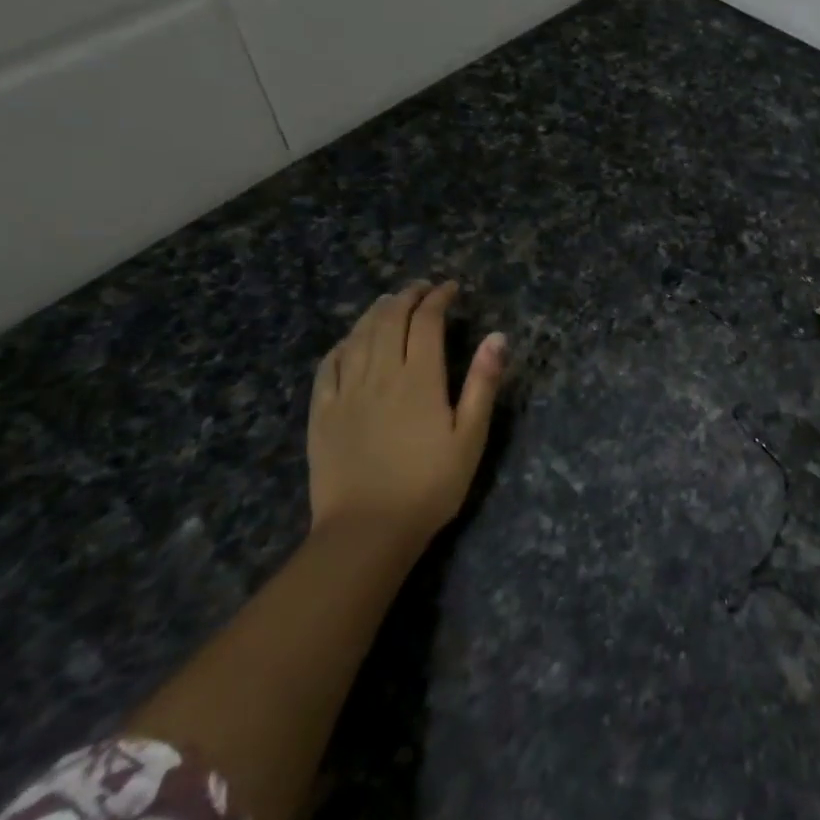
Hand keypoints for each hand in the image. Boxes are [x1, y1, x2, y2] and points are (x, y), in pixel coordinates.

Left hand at [308, 281, 506, 542]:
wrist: (367, 531)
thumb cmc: (430, 485)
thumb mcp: (471, 436)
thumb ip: (483, 383)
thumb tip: (497, 336)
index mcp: (420, 378)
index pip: (427, 322)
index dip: (438, 298)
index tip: (451, 288)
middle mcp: (381, 375)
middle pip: (389, 320)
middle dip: (407, 297)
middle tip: (421, 288)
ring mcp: (346, 393)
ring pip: (358, 337)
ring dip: (375, 313)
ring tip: (389, 302)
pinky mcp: (322, 414)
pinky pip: (328, 368)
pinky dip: (341, 345)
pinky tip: (349, 342)